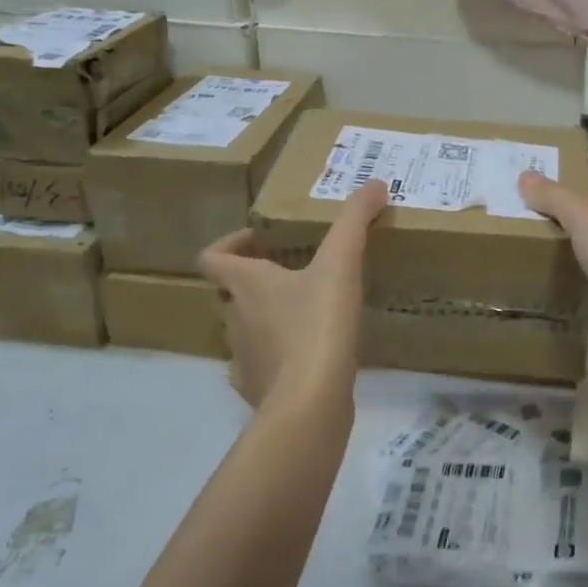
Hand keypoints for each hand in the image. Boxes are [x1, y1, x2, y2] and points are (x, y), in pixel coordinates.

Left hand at [198, 181, 386, 408]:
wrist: (309, 404)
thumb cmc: (317, 325)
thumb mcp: (341, 263)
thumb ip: (354, 220)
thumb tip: (374, 183)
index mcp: (246, 285)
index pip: (213, 257)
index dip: (230, 244)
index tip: (259, 241)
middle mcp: (235, 318)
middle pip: (230, 293)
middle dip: (254, 281)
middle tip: (291, 271)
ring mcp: (243, 359)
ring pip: (245, 329)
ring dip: (267, 317)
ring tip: (307, 312)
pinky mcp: (259, 390)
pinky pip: (261, 366)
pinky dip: (278, 356)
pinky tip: (309, 355)